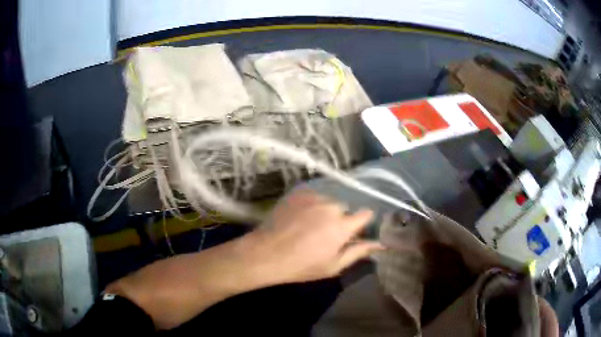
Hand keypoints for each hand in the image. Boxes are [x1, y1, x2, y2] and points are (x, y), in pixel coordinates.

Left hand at [246, 190, 382, 283]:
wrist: (266, 253)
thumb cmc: (302, 265)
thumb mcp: (333, 265)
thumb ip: (358, 252)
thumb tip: (380, 243)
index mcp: (343, 225)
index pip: (366, 214)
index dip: (362, 223)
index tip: (355, 231)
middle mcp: (331, 205)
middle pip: (344, 208)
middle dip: (340, 219)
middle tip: (325, 234)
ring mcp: (313, 197)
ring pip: (328, 201)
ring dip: (324, 211)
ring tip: (309, 226)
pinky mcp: (297, 193)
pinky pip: (312, 196)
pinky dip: (310, 205)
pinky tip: (298, 218)